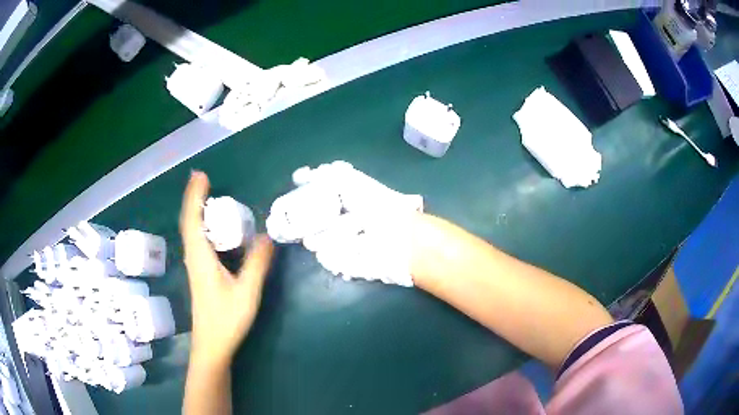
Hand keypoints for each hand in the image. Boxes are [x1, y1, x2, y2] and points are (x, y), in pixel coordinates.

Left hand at [180, 171, 273, 366]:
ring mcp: (195, 265)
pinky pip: (197, 241)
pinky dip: (200, 225)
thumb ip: (257, 263)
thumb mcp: (247, 291)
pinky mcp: (200, 273)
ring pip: (191, 231)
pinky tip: (211, 227)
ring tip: (205, 195)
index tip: (200, 175)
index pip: (192, 219)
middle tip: (204, 178)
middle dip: (193, 197)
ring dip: (196, 210)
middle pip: (189, 221)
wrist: (212, 345)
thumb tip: (268, 235)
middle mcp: (194, 257)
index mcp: (201, 257)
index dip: (195, 195)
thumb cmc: (226, 319)